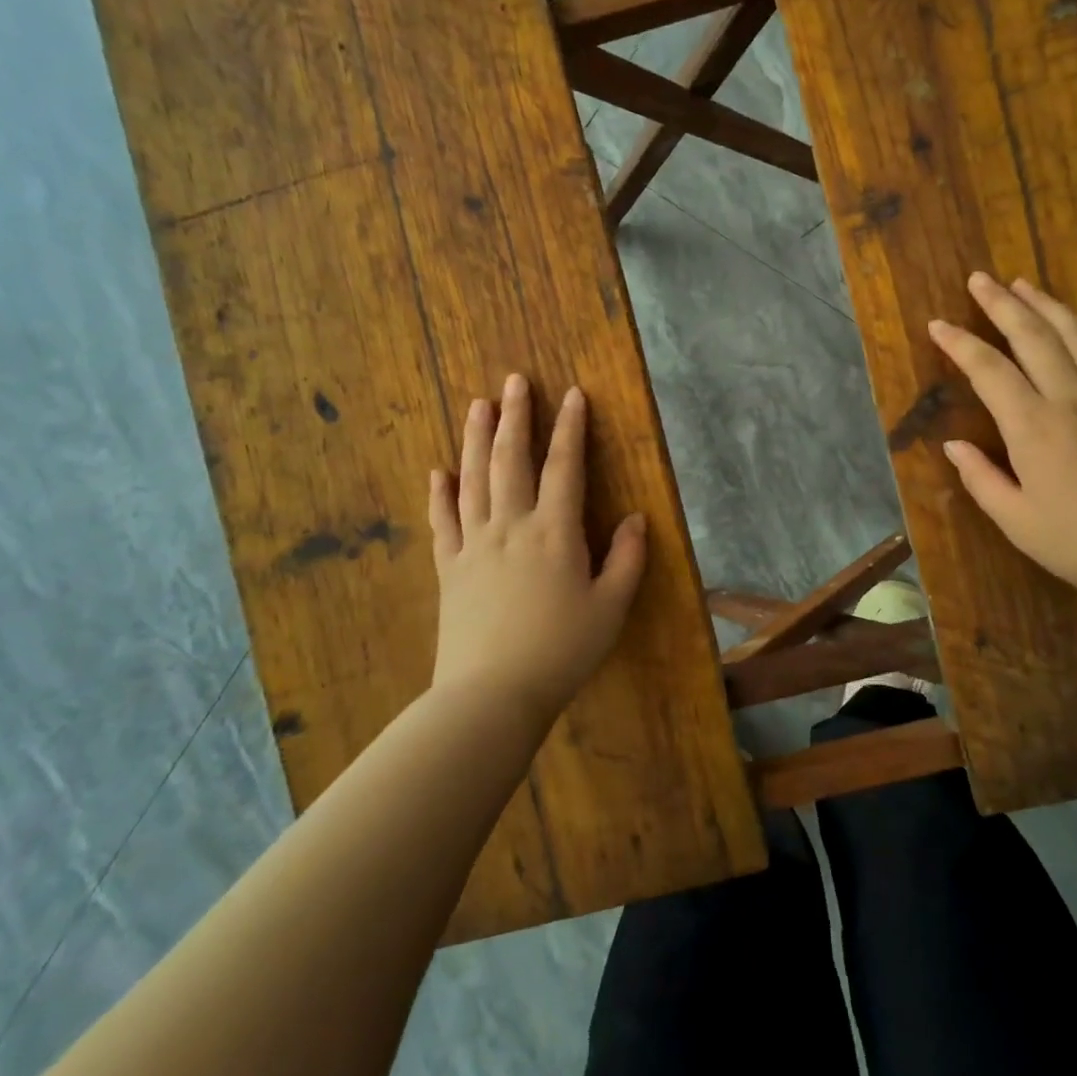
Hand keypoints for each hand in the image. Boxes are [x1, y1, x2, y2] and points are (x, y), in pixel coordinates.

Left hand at [427, 375, 647, 725]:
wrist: (492, 694)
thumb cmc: (561, 651)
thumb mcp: (611, 608)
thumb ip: (628, 559)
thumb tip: (638, 518)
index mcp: (554, 532)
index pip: (564, 467)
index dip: (570, 428)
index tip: (573, 393)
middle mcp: (511, 526)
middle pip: (510, 460)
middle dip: (515, 417)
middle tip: (513, 381)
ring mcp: (473, 545)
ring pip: (472, 480)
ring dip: (474, 439)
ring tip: (477, 405)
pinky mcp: (448, 568)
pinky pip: (442, 521)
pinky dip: (439, 494)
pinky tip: (437, 472)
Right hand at [928, 273, 1076, 610]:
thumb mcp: (1017, 522)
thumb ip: (981, 479)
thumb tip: (952, 446)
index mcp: (1034, 428)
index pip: (989, 371)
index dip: (960, 344)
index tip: (938, 325)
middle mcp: (1071, 398)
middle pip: (1033, 335)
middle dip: (1002, 304)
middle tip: (980, 279)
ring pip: (1075, 333)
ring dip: (1046, 304)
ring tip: (1023, 285)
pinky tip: (1076, 322)